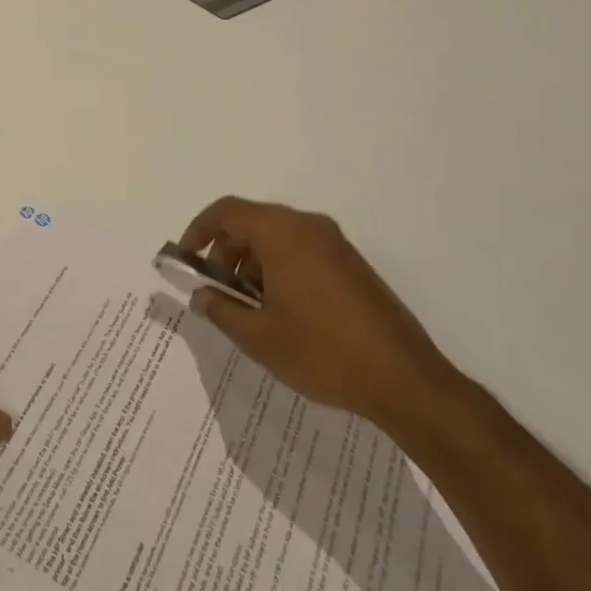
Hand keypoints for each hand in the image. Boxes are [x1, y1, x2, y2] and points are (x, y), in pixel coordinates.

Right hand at [179, 197, 454, 429]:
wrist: (404, 379)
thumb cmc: (322, 351)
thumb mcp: (258, 336)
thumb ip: (221, 309)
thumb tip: (202, 295)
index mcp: (282, 234)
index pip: (227, 212)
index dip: (199, 230)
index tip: (186, 259)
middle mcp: (309, 227)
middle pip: (252, 222)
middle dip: (225, 251)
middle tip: (216, 290)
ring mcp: (335, 245)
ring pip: (278, 237)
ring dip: (252, 262)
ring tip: (248, 307)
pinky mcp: (352, 265)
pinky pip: (302, 251)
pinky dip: (279, 268)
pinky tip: (281, 311)